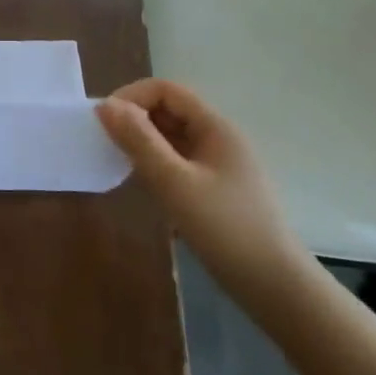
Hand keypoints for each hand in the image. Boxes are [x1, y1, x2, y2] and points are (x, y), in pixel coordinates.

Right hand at [96, 78, 310, 293]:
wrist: (272, 284)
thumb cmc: (223, 227)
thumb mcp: (174, 182)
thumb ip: (139, 141)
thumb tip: (104, 105)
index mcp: (215, 127)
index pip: (166, 90)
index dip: (131, 97)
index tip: (103, 123)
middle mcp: (218, 137)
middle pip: (169, 110)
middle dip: (134, 119)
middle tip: (105, 145)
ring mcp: (219, 164)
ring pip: (172, 136)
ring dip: (143, 142)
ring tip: (120, 164)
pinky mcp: (216, 188)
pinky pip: (179, 160)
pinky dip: (156, 163)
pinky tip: (143, 185)